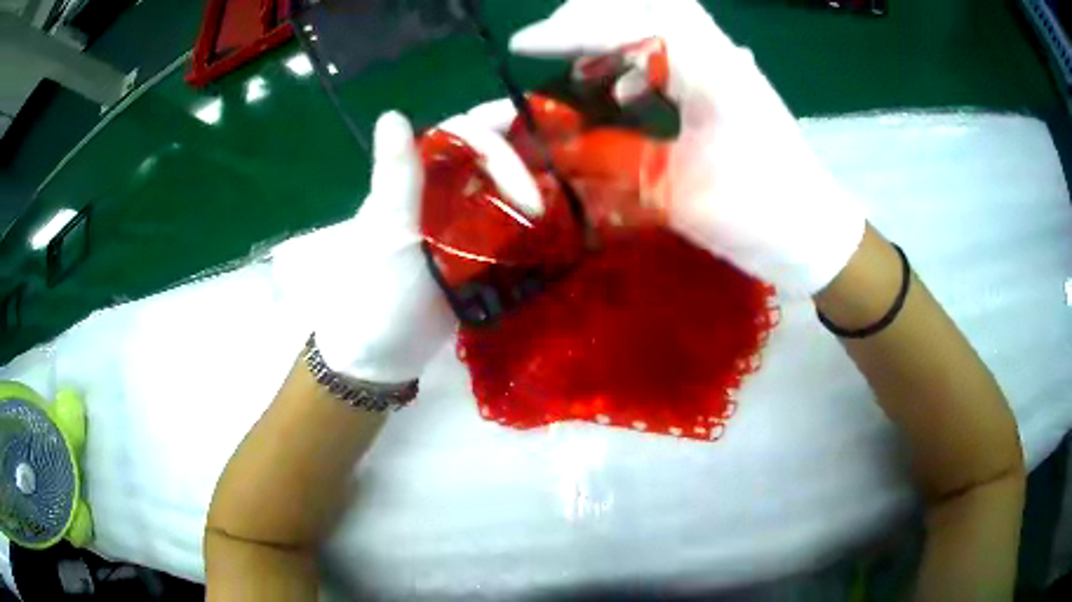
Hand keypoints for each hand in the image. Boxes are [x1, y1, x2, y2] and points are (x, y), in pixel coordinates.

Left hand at [270, 111, 540, 382]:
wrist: (379, 356)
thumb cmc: (375, 291)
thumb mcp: (386, 233)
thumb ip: (398, 177)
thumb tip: (393, 114)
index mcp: (418, 179)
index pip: (462, 136)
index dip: (497, 128)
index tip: (537, 125)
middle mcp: (443, 193)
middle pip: (491, 160)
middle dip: (526, 160)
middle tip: (557, 182)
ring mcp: (462, 225)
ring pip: (504, 192)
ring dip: (536, 188)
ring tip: (574, 192)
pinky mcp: (478, 257)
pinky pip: (509, 230)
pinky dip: (533, 225)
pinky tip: (563, 225)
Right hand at [511, 0, 865, 295]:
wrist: (813, 233)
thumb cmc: (758, 218)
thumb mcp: (677, 194)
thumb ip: (613, 158)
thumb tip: (558, 142)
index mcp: (712, 74)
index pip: (633, 22)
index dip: (570, 29)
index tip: (522, 45)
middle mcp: (721, 55)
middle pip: (652, 2)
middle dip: (592, 15)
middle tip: (554, 46)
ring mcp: (729, 64)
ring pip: (664, 19)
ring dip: (615, 34)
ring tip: (581, 69)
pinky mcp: (729, 81)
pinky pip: (677, 47)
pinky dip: (640, 57)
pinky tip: (624, 92)